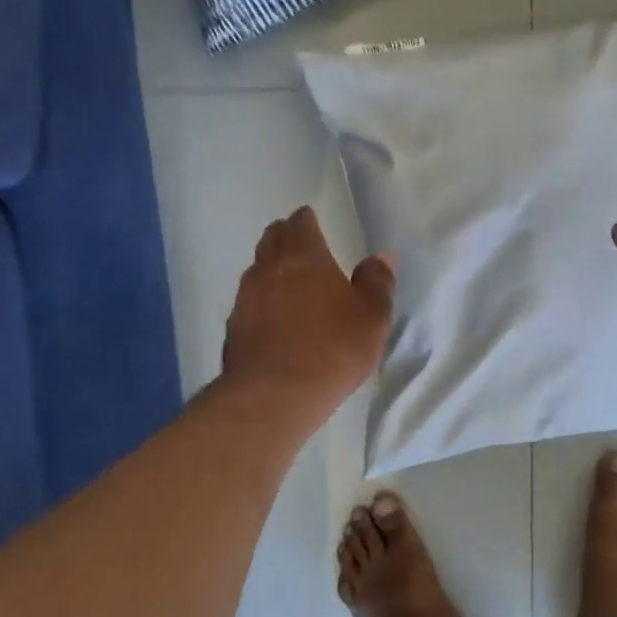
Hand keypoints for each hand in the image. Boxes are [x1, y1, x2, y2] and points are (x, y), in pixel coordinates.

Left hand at [220, 207, 394, 429]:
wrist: (274, 395)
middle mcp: (268, 269)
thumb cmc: (332, 349)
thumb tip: (382, 256)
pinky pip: (249, 303)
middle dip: (285, 237)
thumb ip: (377, 282)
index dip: (307, 220)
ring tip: (289, 282)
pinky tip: (274, 319)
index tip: (313, 222)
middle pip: (272, 240)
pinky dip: (262, 302)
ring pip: (257, 270)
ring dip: (272, 269)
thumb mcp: (371, 317)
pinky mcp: (234, 328)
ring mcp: (245, 298)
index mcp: (303, 256)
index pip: (299, 223)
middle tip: (301, 245)